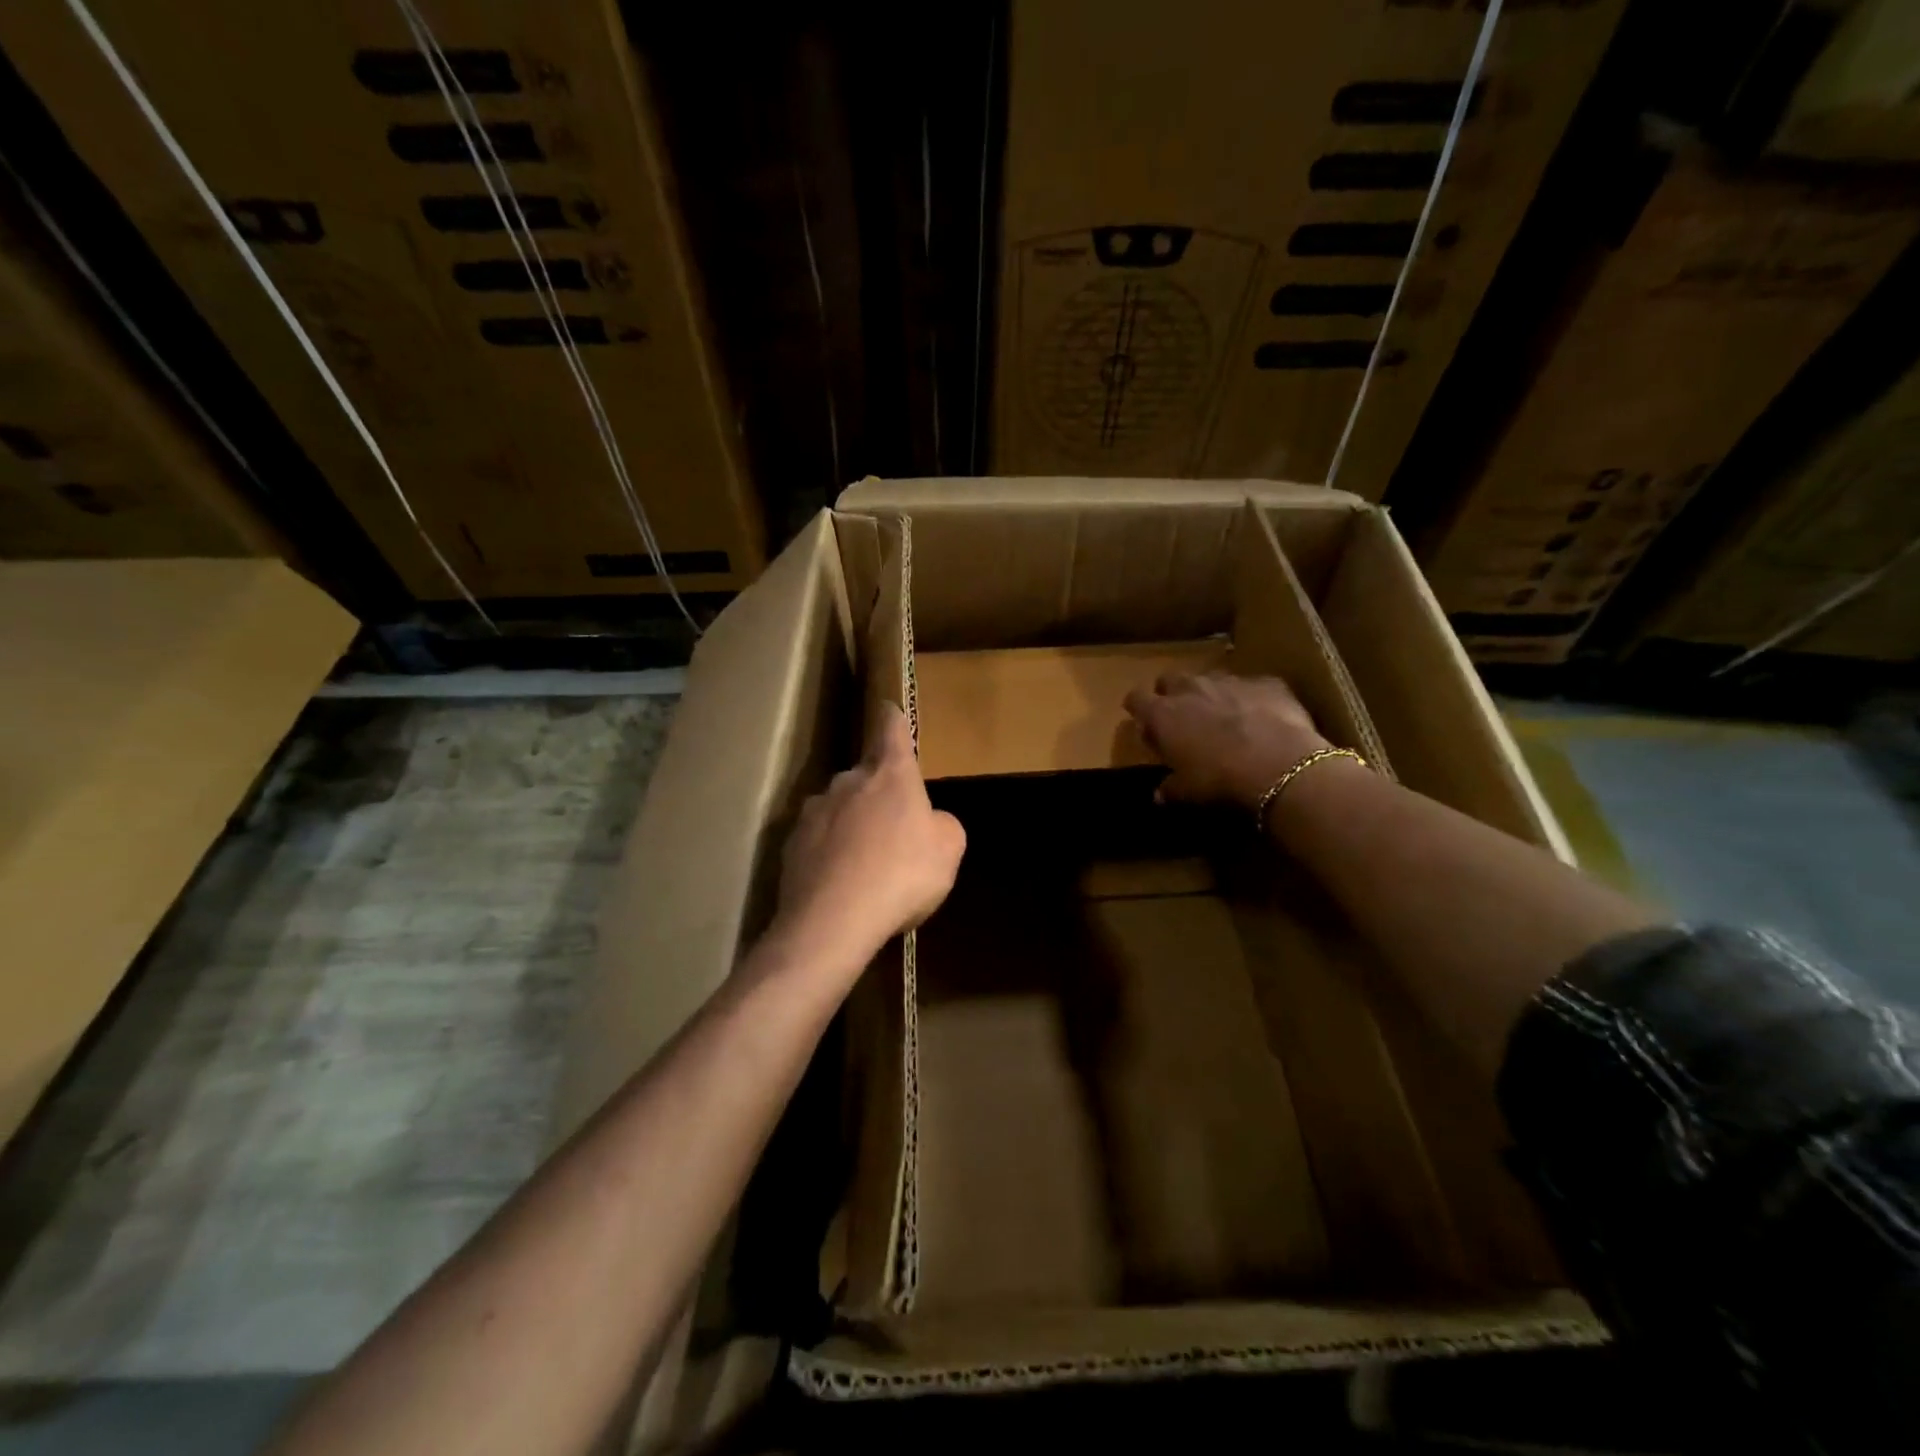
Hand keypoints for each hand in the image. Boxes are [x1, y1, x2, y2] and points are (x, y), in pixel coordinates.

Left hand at [772, 705, 965, 975]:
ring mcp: (814, 812)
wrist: (833, 920)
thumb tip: (930, 821)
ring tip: (865, 864)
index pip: (891, 730)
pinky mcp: (790, 845)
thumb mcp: (948, 850)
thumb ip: (942, 825)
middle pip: (864, 775)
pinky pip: (818, 841)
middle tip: (893, 828)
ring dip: (851, 825)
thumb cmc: (902, 874)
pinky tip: (840, 884)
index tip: (887, 708)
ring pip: (839, 809)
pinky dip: (830, 854)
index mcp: (890, 774)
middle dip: (878, 793)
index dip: (892, 719)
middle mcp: (847, 781)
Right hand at [1123, 672, 1329, 811]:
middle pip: (1170, 679)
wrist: (1281, 766)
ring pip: (1211, 679)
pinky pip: (1252, 686)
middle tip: (1182, 718)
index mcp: (1164, 714)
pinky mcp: (1267, 683)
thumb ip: (1170, 788)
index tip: (1143, 722)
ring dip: (1211, 694)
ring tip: (1223, 718)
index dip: (1137, 709)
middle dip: (1172, 694)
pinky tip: (1262, 718)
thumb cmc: (1220, 781)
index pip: (1136, 699)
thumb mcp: (1187, 793)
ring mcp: (1230, 681)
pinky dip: (1251, 698)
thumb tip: (1160, 794)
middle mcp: (1192, 688)